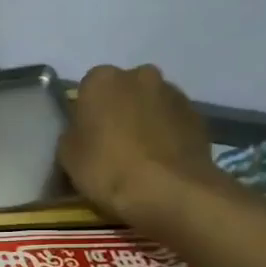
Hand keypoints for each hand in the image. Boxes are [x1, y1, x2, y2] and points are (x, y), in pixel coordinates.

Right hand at [59, 64, 226, 220]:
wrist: (169, 191)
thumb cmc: (108, 169)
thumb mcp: (68, 157)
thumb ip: (73, 135)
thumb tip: (83, 133)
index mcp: (101, 80)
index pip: (87, 90)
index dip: (85, 115)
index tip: (86, 138)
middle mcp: (139, 75)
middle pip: (122, 91)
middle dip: (118, 111)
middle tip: (112, 145)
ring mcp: (173, 93)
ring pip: (150, 104)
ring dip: (144, 121)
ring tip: (140, 157)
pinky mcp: (198, 115)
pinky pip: (172, 122)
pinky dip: (166, 135)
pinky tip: (161, 162)